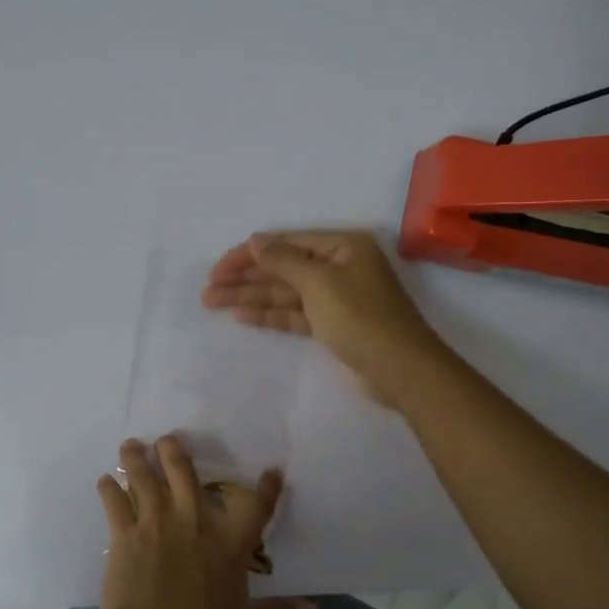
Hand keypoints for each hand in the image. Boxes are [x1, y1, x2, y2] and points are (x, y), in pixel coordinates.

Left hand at [95, 437, 316, 608]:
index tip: (271, 470)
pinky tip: (104, 482)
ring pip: (145, 478)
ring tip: (130, 445)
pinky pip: (115, 503)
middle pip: (185, 472)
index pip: (256, 507)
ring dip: (137, 459)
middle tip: (168, 439)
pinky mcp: (124, 536)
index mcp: (230, 544)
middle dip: (175, 451)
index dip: (266, 488)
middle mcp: (194, 523)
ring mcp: (156, 524)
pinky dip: (109, 489)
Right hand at [201, 232, 443, 406]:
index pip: (287, 243)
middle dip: (246, 277)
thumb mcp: (319, 281)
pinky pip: (294, 314)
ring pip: (285, 293)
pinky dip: (269, 315)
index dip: (250, 254)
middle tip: (208, 288)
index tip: (220, 267)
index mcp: (342, 246)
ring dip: (250, 297)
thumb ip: (282, 260)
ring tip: (212, 302)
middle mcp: (338, 267)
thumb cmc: (360, 316)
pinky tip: (241, 316)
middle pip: (283, 268)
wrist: (399, 368)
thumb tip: (255, 240)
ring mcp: (335, 298)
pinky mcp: (332, 326)